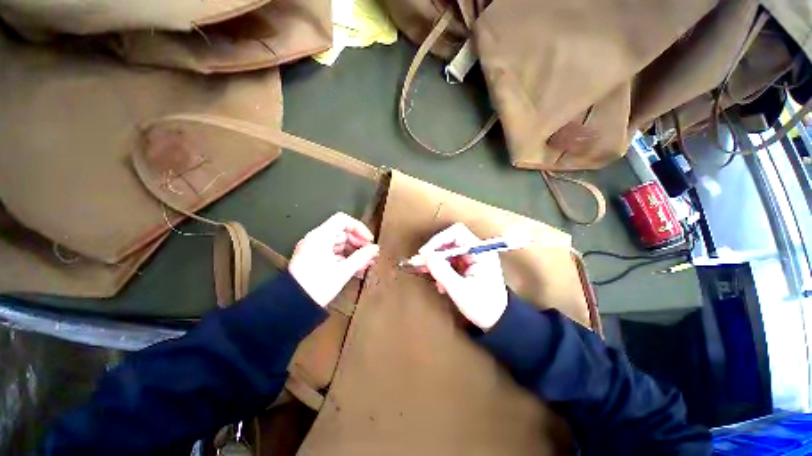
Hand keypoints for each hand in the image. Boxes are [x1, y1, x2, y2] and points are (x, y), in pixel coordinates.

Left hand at [288, 212, 378, 306]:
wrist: (293, 305)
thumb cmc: (318, 285)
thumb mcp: (343, 271)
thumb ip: (362, 257)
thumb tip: (375, 249)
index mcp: (321, 236)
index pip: (343, 220)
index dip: (359, 228)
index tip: (369, 241)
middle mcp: (316, 239)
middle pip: (342, 232)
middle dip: (359, 243)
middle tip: (371, 254)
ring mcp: (313, 249)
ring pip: (339, 244)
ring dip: (354, 252)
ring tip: (367, 263)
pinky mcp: (313, 259)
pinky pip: (333, 253)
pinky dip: (345, 258)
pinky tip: (357, 269)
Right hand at [419, 223, 507, 329]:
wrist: (498, 321)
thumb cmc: (483, 307)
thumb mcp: (460, 290)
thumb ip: (442, 272)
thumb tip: (426, 256)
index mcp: (481, 252)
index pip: (457, 233)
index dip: (439, 240)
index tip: (425, 253)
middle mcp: (477, 251)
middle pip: (451, 241)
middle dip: (435, 252)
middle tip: (422, 264)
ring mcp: (473, 258)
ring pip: (448, 251)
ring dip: (437, 262)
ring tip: (431, 276)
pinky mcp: (468, 265)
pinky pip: (450, 261)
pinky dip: (442, 269)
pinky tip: (440, 283)